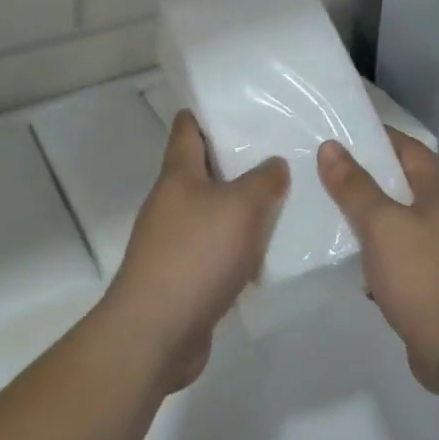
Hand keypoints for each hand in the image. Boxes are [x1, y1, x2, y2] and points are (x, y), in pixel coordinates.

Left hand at [102, 110, 287, 391]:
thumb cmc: (196, 255)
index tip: (240, 105)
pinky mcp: (183, 276)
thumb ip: (264, 180)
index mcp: (178, 174)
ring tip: (282, 199)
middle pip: (204, 169)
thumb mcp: (241, 207)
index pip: (187, 127)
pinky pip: (216, 249)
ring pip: (213, 211)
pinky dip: (238, 247)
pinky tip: (267, 251)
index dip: (208, 112)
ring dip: (241, 207)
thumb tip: (274, 164)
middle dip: (237, 160)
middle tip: (278, 151)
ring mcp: (174, 241)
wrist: (155, 334)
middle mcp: (171, 202)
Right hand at [318, 131, 438, 392]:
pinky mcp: (437, 280)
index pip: (408, 147)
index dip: (376, 138)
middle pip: (404, 182)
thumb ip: (355, 185)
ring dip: (371, 215)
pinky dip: (379, 249)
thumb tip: (330, 146)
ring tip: (331, 210)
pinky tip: (353, 257)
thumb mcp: (382, 224)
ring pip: (401, 219)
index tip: (340, 134)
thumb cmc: (423, 275)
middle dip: (368, 176)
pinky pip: (402, 252)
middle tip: (326, 171)